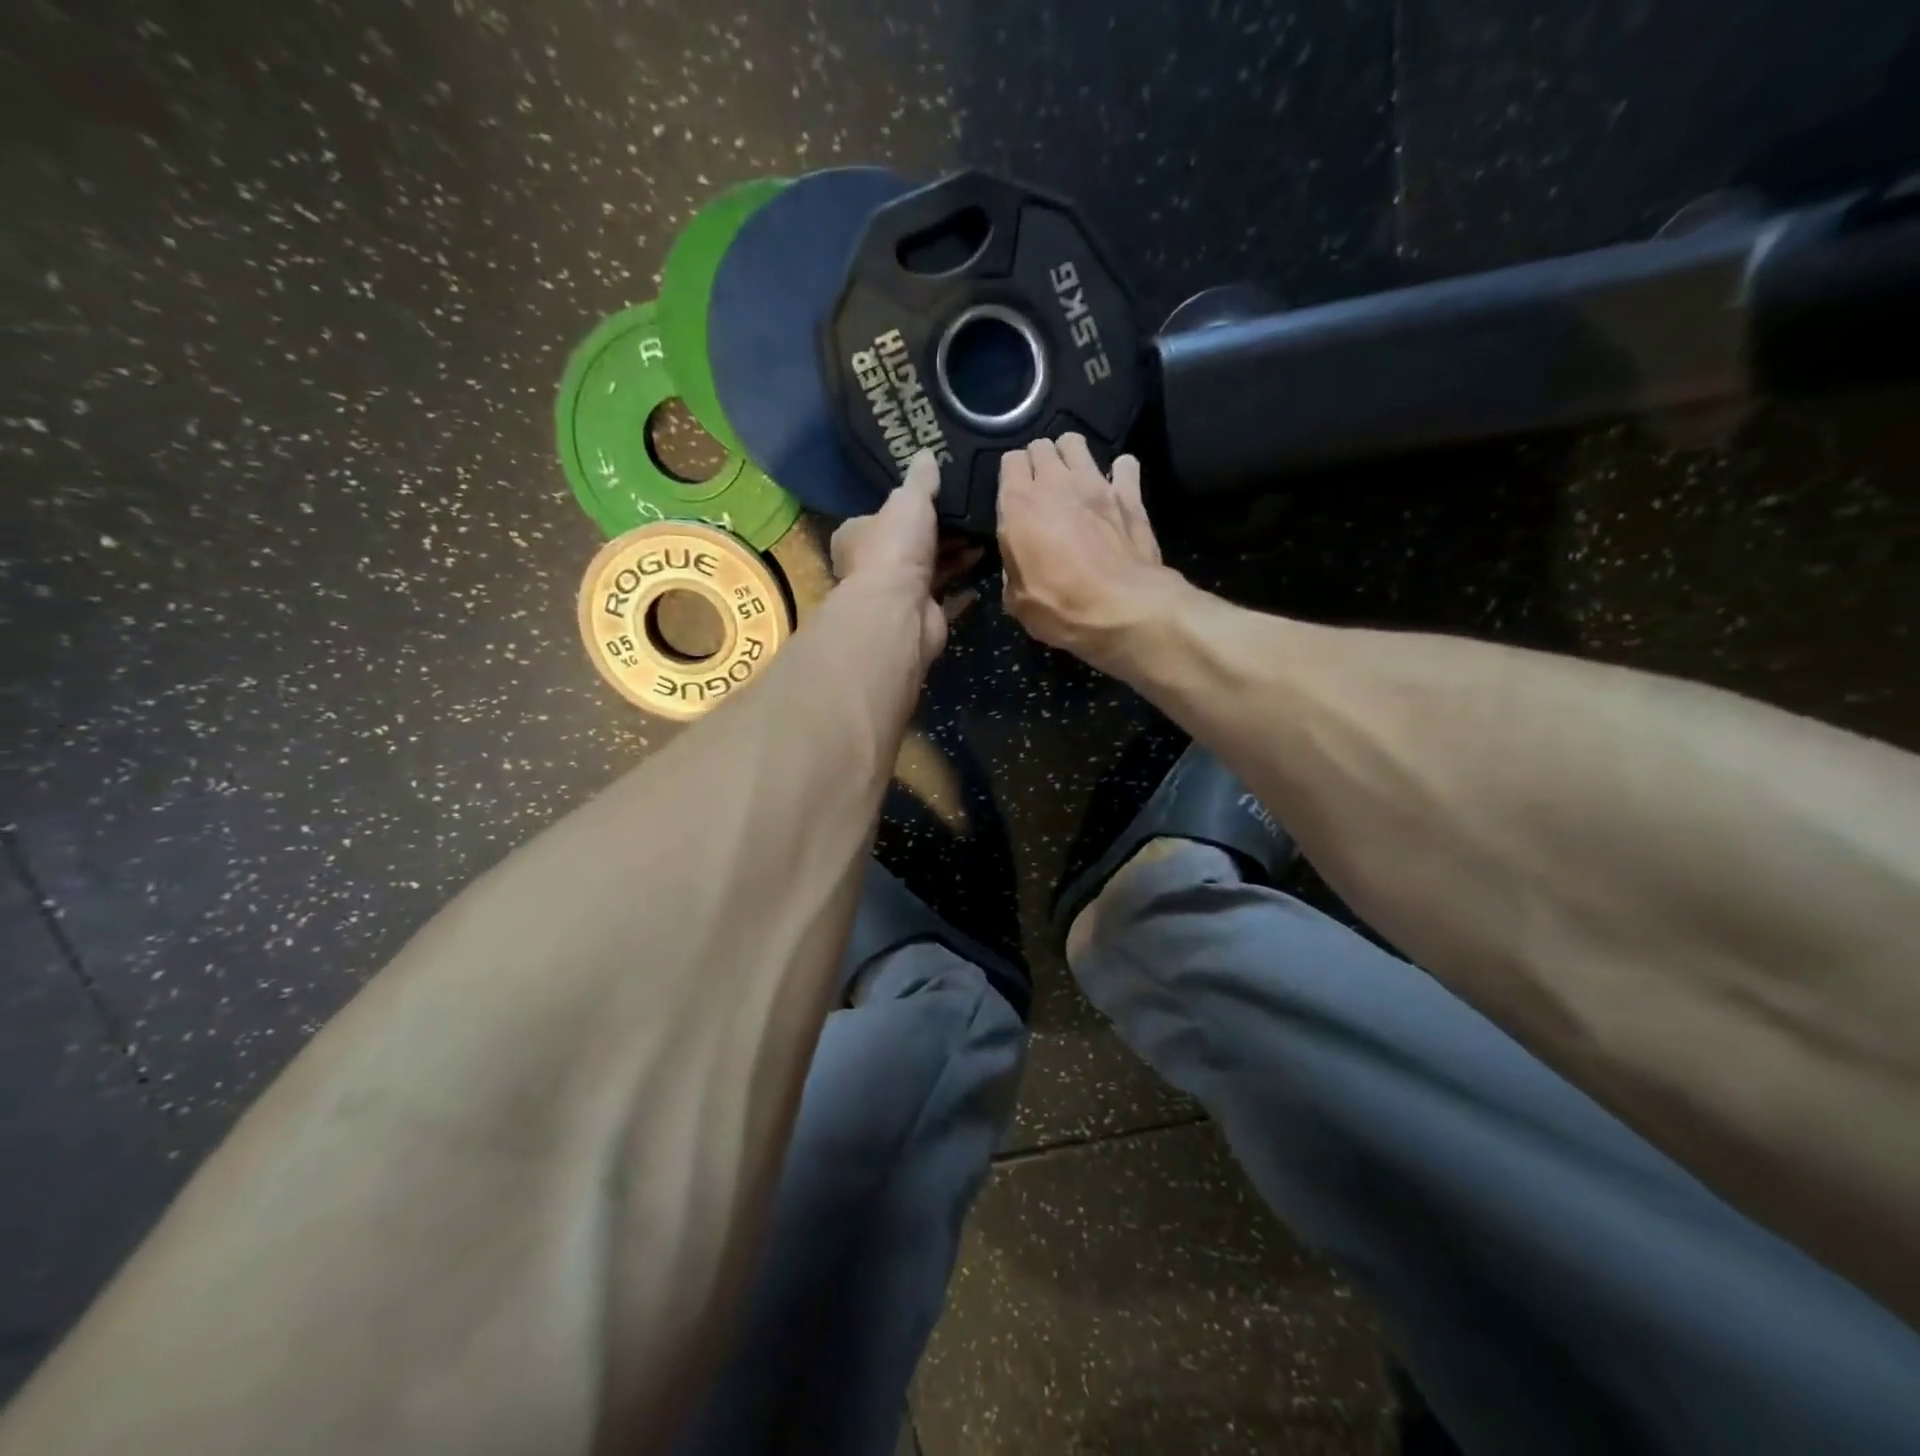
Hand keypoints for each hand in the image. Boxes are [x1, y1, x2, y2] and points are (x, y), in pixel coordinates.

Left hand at [830, 450, 979, 662]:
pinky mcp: (921, 615)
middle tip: (971, 513)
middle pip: (910, 543)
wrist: (901, 610)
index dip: (907, 507)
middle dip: (940, 532)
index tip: (938, 496)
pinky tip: (985, 566)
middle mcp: (872, 565)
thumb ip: (920, 480)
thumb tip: (925, 453)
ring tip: (986, 535)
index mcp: (857, 536)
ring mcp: (897, 594)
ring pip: (931, 568)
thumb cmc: (895, 547)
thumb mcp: (908, 500)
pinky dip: (964, 585)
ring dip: (956, 555)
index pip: (880, 516)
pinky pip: (948, 595)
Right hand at [998, 435, 1177, 664]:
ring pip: (1075, 442)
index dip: (1012, 477)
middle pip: (1041, 446)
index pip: (1009, 461)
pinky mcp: (1130, 493)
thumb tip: (1018, 561)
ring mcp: (1095, 482)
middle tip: (1043, 490)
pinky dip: (1118, 473)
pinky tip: (1115, 489)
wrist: (1123, 609)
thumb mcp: (1017, 600)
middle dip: (1039, 462)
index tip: (1015, 499)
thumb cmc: (1061, 607)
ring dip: (1071, 457)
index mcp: (1019, 505)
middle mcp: (1055, 482)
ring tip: (1073, 481)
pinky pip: (1124, 464)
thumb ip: (1012, 569)